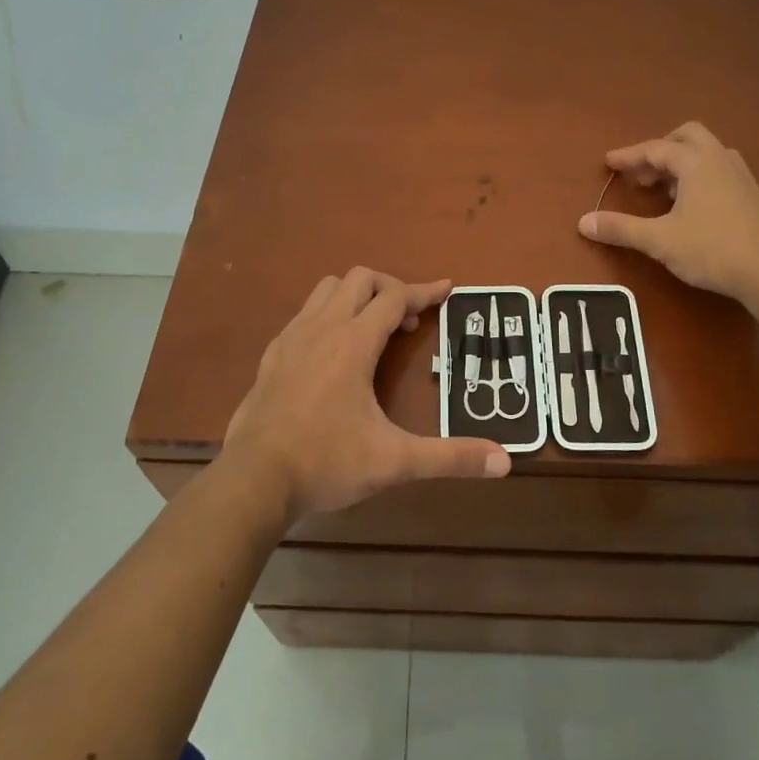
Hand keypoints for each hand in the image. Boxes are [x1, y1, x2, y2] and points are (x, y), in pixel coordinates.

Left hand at [221, 268, 511, 523]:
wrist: (253, 480)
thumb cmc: (326, 463)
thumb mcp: (395, 461)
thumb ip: (450, 457)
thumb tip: (505, 461)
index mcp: (354, 342)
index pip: (396, 298)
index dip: (425, 291)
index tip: (447, 288)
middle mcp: (322, 328)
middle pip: (360, 279)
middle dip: (391, 288)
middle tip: (408, 322)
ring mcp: (292, 338)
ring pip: (327, 289)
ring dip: (356, 296)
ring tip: (373, 330)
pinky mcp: (272, 354)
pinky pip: (305, 313)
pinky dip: (328, 315)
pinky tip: (333, 351)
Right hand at [579, 122, 758, 301]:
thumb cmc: (711, 248)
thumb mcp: (659, 240)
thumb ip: (621, 228)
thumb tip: (583, 222)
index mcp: (696, 162)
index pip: (655, 149)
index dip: (629, 155)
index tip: (608, 163)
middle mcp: (720, 159)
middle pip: (687, 137)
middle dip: (660, 149)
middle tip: (642, 172)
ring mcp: (740, 175)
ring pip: (706, 153)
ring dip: (681, 163)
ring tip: (663, 190)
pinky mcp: (751, 195)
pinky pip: (718, 170)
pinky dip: (698, 176)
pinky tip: (690, 205)